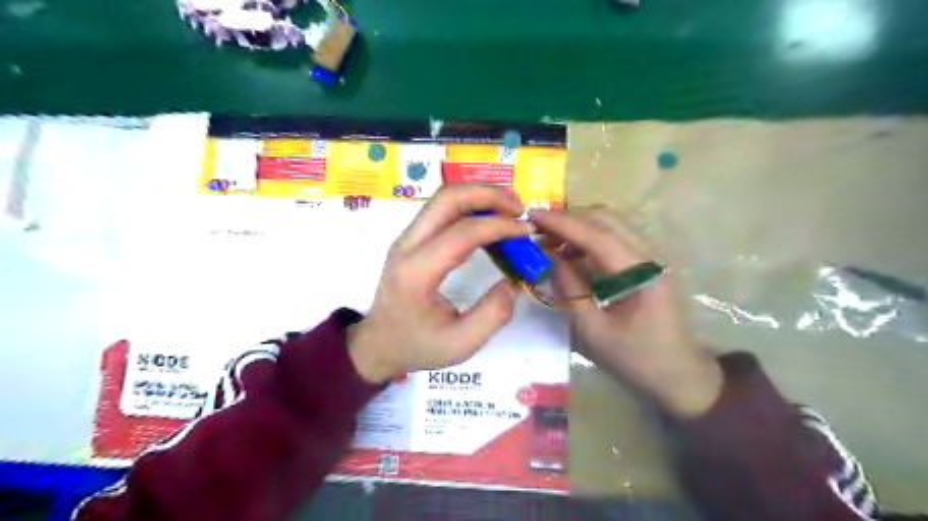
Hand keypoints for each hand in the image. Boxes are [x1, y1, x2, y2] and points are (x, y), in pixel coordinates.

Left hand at [345, 184, 532, 382]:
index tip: (527, 230)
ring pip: (444, 197)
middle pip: (448, 198)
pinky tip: (490, 219)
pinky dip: (470, 205)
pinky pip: (442, 209)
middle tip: (520, 207)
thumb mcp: (460, 344)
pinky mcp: (411, 238)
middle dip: (488, 194)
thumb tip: (516, 281)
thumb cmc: (417, 345)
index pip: (462, 232)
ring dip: (479, 194)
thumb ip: (493, 314)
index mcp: (417, 272)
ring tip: (510, 208)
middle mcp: (407, 245)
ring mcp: (407, 238)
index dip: (500, 226)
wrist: (378, 343)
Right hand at [525, 208, 720, 419]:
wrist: (680, 374)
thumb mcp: (594, 331)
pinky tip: (571, 251)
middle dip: (569, 218)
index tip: (533, 216)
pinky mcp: (648, 262)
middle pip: (607, 218)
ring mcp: (652, 256)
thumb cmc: (636, 359)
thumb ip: (570, 289)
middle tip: (538, 229)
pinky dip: (590, 237)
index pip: (598, 236)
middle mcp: (652, 255)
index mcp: (643, 273)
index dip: (563, 224)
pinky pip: (615, 237)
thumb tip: (548, 256)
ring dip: (579, 225)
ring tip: (550, 239)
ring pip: (612, 224)